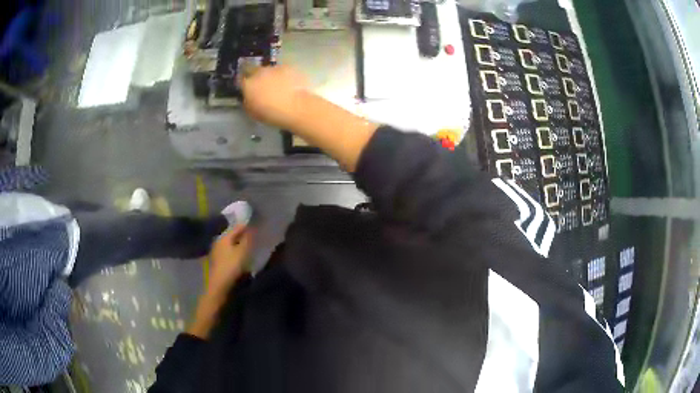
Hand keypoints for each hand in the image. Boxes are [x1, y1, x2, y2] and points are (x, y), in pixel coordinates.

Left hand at [208, 225, 253, 294]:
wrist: (219, 286)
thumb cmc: (232, 266)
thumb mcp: (243, 251)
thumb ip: (248, 238)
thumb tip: (253, 227)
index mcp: (224, 236)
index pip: (238, 226)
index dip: (249, 227)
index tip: (259, 229)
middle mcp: (219, 241)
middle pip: (234, 235)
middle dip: (244, 236)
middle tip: (256, 240)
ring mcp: (217, 251)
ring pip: (231, 244)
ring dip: (240, 245)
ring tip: (251, 250)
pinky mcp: (217, 261)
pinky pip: (229, 253)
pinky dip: (236, 253)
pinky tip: (242, 259)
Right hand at [239, 65, 310, 128]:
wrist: (296, 108)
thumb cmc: (272, 114)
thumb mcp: (253, 113)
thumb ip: (247, 102)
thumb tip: (248, 98)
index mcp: (248, 84)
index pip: (240, 80)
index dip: (243, 83)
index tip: (247, 88)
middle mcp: (260, 72)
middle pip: (254, 70)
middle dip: (256, 77)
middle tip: (262, 86)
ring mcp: (275, 68)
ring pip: (269, 70)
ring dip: (270, 76)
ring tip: (277, 86)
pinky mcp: (289, 67)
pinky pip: (282, 70)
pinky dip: (283, 76)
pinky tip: (288, 84)